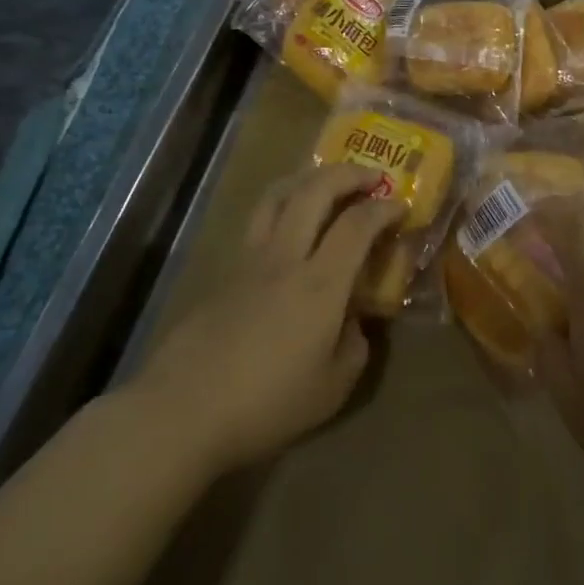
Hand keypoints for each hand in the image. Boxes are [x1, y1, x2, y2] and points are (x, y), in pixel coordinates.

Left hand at [120, 163, 401, 476]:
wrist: (183, 411)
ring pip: (278, 195)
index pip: (357, 224)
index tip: (400, 206)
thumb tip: (352, 321)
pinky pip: (258, 222)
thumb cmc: (266, 404)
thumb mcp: (332, 389)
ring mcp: (249, 260)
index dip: (384, 208)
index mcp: (320, 284)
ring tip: (326, 184)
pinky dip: (282, 208)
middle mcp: (285, 257)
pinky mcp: (224, 272)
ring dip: (308, 179)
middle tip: (371, 177)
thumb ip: (354, 346)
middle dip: (348, 174)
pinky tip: (289, 230)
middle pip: (314, 190)